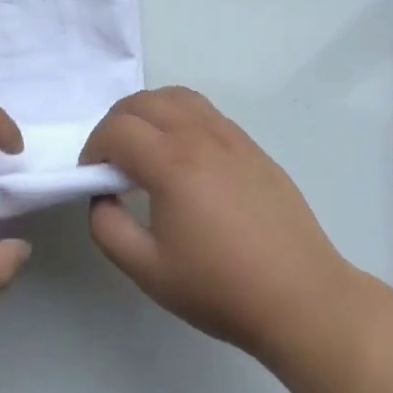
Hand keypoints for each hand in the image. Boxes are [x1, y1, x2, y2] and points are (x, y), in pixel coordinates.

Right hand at [78, 88, 353, 360]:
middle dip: (116, 123)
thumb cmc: (220, 287)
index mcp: (171, 162)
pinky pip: (205, 110)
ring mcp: (230, 135)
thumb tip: (102, 196)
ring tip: (145, 148)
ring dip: (149, 112)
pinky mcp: (251, 145)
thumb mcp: (148, 270)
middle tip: (111, 160)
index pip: (117, 129)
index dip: (93, 147)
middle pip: (143, 102)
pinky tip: (183, 154)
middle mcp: (199, 135)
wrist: (300, 296)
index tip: (92, 176)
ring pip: (177, 96)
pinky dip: (180, 116)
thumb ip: (108, 228)